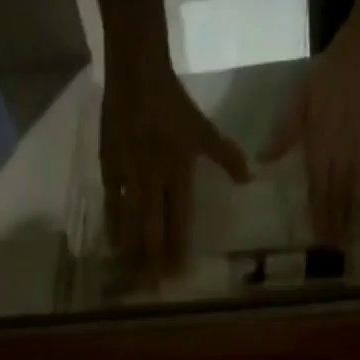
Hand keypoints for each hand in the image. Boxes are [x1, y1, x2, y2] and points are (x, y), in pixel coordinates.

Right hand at [100, 48, 250, 286]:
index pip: (179, 221)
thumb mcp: (202, 129)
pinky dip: (112, 227)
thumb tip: (249, 178)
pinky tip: (112, 248)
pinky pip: (111, 205)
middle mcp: (153, 179)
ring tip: (131, 278)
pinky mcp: (110, 168)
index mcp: (177, 171)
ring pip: (130, 223)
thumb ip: (225, 156)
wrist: (136, 72)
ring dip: (131, 252)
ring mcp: (129, 176)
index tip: (177, 275)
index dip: (178, 249)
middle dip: (152, 260)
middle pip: (152, 229)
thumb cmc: (172, 103)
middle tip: (153, 288)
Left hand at [261, 0, 359, 243]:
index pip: (317, 189)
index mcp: (320, 141)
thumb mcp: (304, 94)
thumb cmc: (337, 64)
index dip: (318, 216)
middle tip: (335, 251)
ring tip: (352, 239)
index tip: (318, 240)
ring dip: (354, 215)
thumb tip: (263, 160)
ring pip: (357, 188)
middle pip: (337, 195)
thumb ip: (285, 131)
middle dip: (336, 224)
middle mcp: (342, 148)